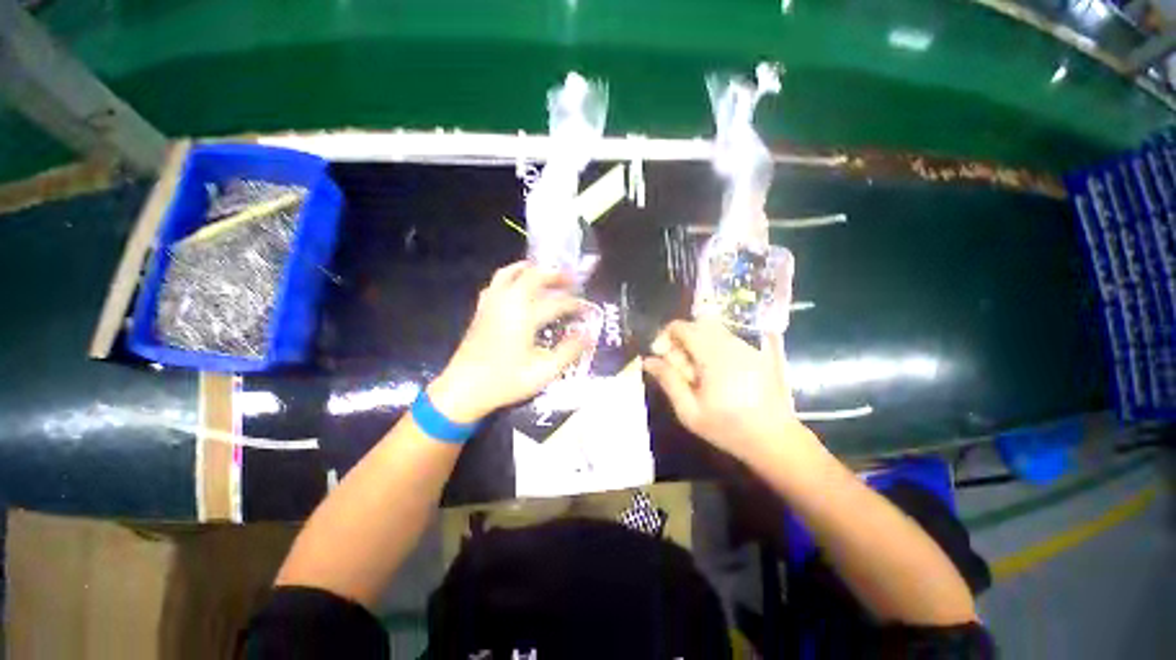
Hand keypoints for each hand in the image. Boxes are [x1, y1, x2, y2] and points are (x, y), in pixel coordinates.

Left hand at [429, 262, 591, 422]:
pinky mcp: (481, 310)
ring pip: (510, 273)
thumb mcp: (544, 372)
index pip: (557, 303)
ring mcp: (491, 304)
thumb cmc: (506, 381)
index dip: (575, 304)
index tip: (587, 309)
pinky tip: (516, 287)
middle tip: (571, 280)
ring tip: (544, 273)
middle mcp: (508, 303)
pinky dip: (510, 277)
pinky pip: (496, 283)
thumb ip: (569, 351)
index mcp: (525, 316)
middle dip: (554, 275)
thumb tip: (588, 335)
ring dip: (530, 270)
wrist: (464, 389)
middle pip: (533, 276)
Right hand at [643, 319, 804, 460]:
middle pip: (696, 324)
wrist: (774, 439)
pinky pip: (725, 339)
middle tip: (679, 367)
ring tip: (696, 373)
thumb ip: (668, 381)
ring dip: (696, 344)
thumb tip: (648, 361)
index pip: (681, 327)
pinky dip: (711, 348)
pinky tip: (713, 374)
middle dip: (680, 340)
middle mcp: (730, 343)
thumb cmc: (727, 428)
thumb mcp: (689, 410)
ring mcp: (745, 346)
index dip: (665, 337)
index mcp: (712, 355)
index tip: (661, 357)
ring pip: (711, 330)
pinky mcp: (754, 353)